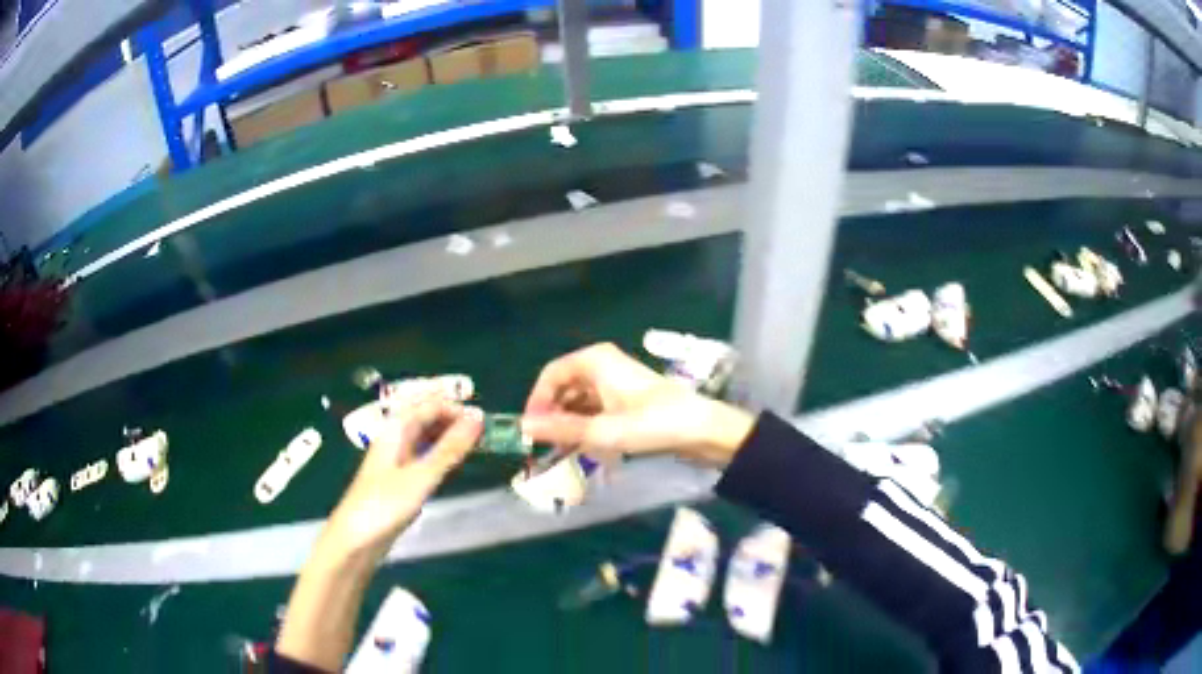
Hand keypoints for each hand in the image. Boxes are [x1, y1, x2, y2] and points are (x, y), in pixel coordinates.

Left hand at [322, 400, 482, 560]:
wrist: (356, 540)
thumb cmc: (385, 505)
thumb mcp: (421, 476)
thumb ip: (450, 448)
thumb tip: (478, 418)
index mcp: (395, 430)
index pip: (429, 405)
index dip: (456, 408)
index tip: (485, 422)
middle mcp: (394, 439)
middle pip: (425, 417)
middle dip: (453, 419)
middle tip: (485, 433)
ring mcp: (395, 459)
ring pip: (424, 436)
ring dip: (448, 436)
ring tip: (475, 446)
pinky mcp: (398, 479)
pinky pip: (423, 455)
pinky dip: (440, 454)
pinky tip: (453, 465)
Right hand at [521, 343, 753, 465]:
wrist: (703, 431)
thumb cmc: (653, 424)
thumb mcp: (603, 430)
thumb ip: (561, 429)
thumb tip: (522, 428)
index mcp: (595, 361)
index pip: (551, 375)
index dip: (536, 402)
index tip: (530, 431)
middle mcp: (602, 366)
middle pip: (564, 388)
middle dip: (552, 416)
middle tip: (543, 446)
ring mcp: (616, 383)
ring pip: (579, 401)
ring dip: (567, 424)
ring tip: (560, 453)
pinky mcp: (627, 401)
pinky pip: (595, 410)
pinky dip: (585, 427)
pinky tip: (581, 449)